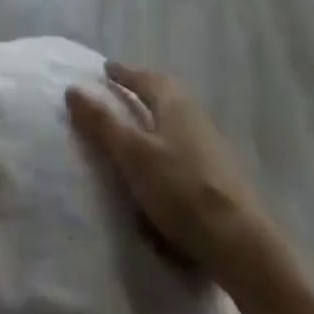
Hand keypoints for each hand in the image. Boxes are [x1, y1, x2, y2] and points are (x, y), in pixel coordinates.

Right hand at [66, 62, 272, 284]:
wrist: (240, 243)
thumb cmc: (180, 189)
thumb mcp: (133, 155)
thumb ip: (102, 123)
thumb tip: (73, 88)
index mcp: (174, 103)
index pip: (145, 77)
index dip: (124, 73)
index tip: (106, 70)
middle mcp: (195, 115)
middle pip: (164, 94)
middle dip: (141, 90)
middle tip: (119, 92)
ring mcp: (210, 145)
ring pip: (175, 119)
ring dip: (155, 117)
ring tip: (134, 126)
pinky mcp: (217, 173)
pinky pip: (183, 144)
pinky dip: (165, 142)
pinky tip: (159, 162)